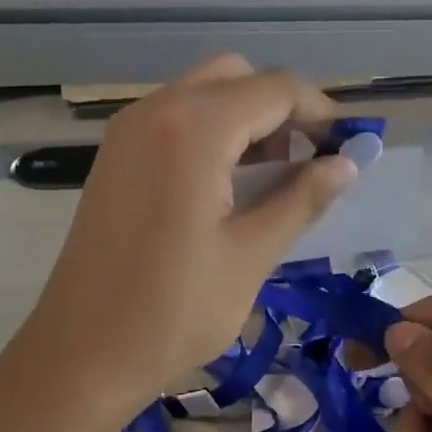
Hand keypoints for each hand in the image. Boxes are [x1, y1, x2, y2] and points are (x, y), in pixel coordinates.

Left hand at [21, 56, 356, 414]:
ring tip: (275, 176)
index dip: (321, 112)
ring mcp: (126, 133)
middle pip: (236, 78)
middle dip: (282, 108)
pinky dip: (211, 134)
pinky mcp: (114, 159)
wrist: (82, 354)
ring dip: (246, 119)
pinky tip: (227, 184)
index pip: (275, 89)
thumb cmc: (173, 312)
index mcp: (193, 130)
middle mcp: (155, 112)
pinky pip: (173, 121)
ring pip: (202, 95)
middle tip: (310, 160)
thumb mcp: (249, 256)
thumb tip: (346, 164)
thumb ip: (301, 200)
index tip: (349, 147)